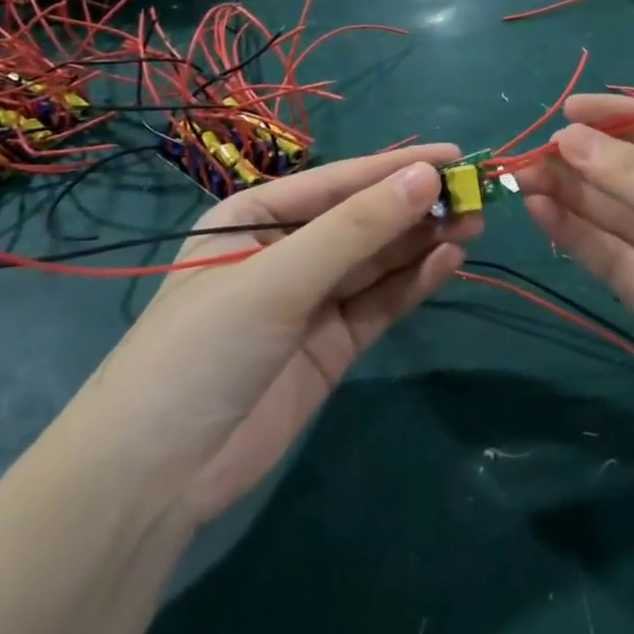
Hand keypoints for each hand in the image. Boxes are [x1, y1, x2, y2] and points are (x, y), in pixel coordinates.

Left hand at [98, 145, 478, 523]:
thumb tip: (429, 177)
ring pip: (377, 261)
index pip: (338, 182)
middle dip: (417, 207)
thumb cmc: (204, 349)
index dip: (397, 167)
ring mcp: (309, 302)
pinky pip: (379, 303)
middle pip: (363, 220)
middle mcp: (284, 253)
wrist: (156, 476)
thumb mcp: (279, 278)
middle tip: (477, 197)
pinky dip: (413, 283)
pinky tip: (450, 263)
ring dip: (423, 242)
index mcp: (254, 217)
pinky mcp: (330, 346)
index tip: (457, 156)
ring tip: (475, 225)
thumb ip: (356, 228)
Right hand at [518, 97, 633, 489]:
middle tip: (532, 152)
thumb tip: (571, 138)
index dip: (624, 117)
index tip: (568, 110)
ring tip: (523, 176)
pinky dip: (579, 237)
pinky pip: (616, 260)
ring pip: (623, 217)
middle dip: (590, 161)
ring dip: (575, 196)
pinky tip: (542, 213)